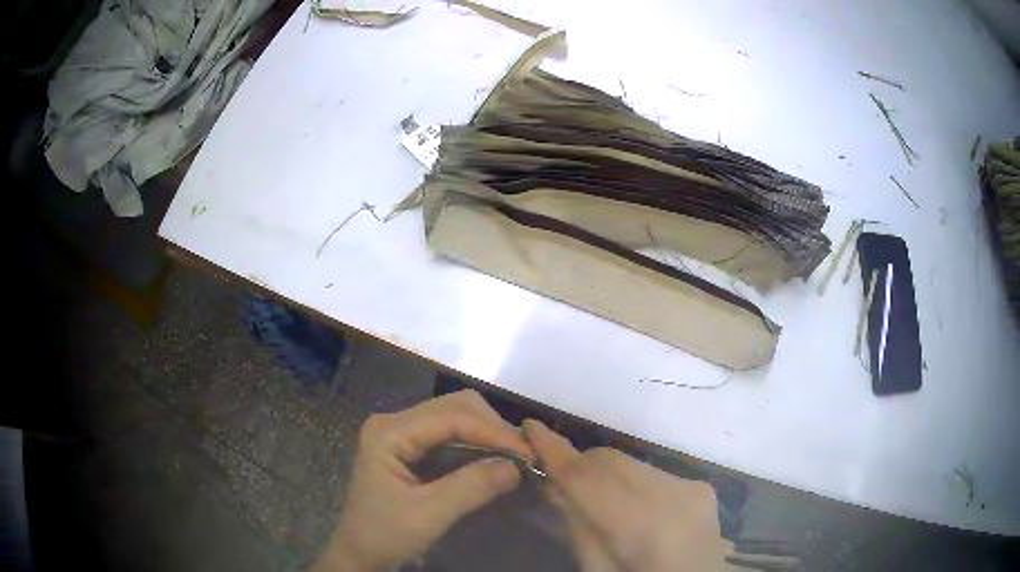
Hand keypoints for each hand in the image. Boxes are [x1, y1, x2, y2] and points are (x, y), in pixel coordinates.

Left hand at [313, 391, 533, 570]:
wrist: (360, 553)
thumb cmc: (385, 535)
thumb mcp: (429, 515)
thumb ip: (471, 487)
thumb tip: (517, 466)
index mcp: (389, 432)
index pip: (451, 417)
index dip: (493, 431)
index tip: (528, 452)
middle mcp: (394, 422)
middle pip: (455, 407)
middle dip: (493, 427)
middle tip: (523, 454)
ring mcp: (401, 432)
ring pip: (455, 416)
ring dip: (488, 432)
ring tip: (515, 455)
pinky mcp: (409, 446)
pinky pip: (450, 433)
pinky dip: (477, 441)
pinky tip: (494, 457)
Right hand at [523, 419, 731, 571]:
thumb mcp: (598, 569)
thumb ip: (577, 526)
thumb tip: (554, 484)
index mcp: (642, 527)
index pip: (587, 478)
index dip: (555, 451)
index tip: (528, 425)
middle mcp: (671, 496)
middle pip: (609, 460)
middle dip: (579, 465)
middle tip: (558, 481)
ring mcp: (691, 487)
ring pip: (630, 461)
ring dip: (605, 474)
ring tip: (598, 500)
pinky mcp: (701, 485)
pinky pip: (652, 471)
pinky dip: (632, 482)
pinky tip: (633, 507)